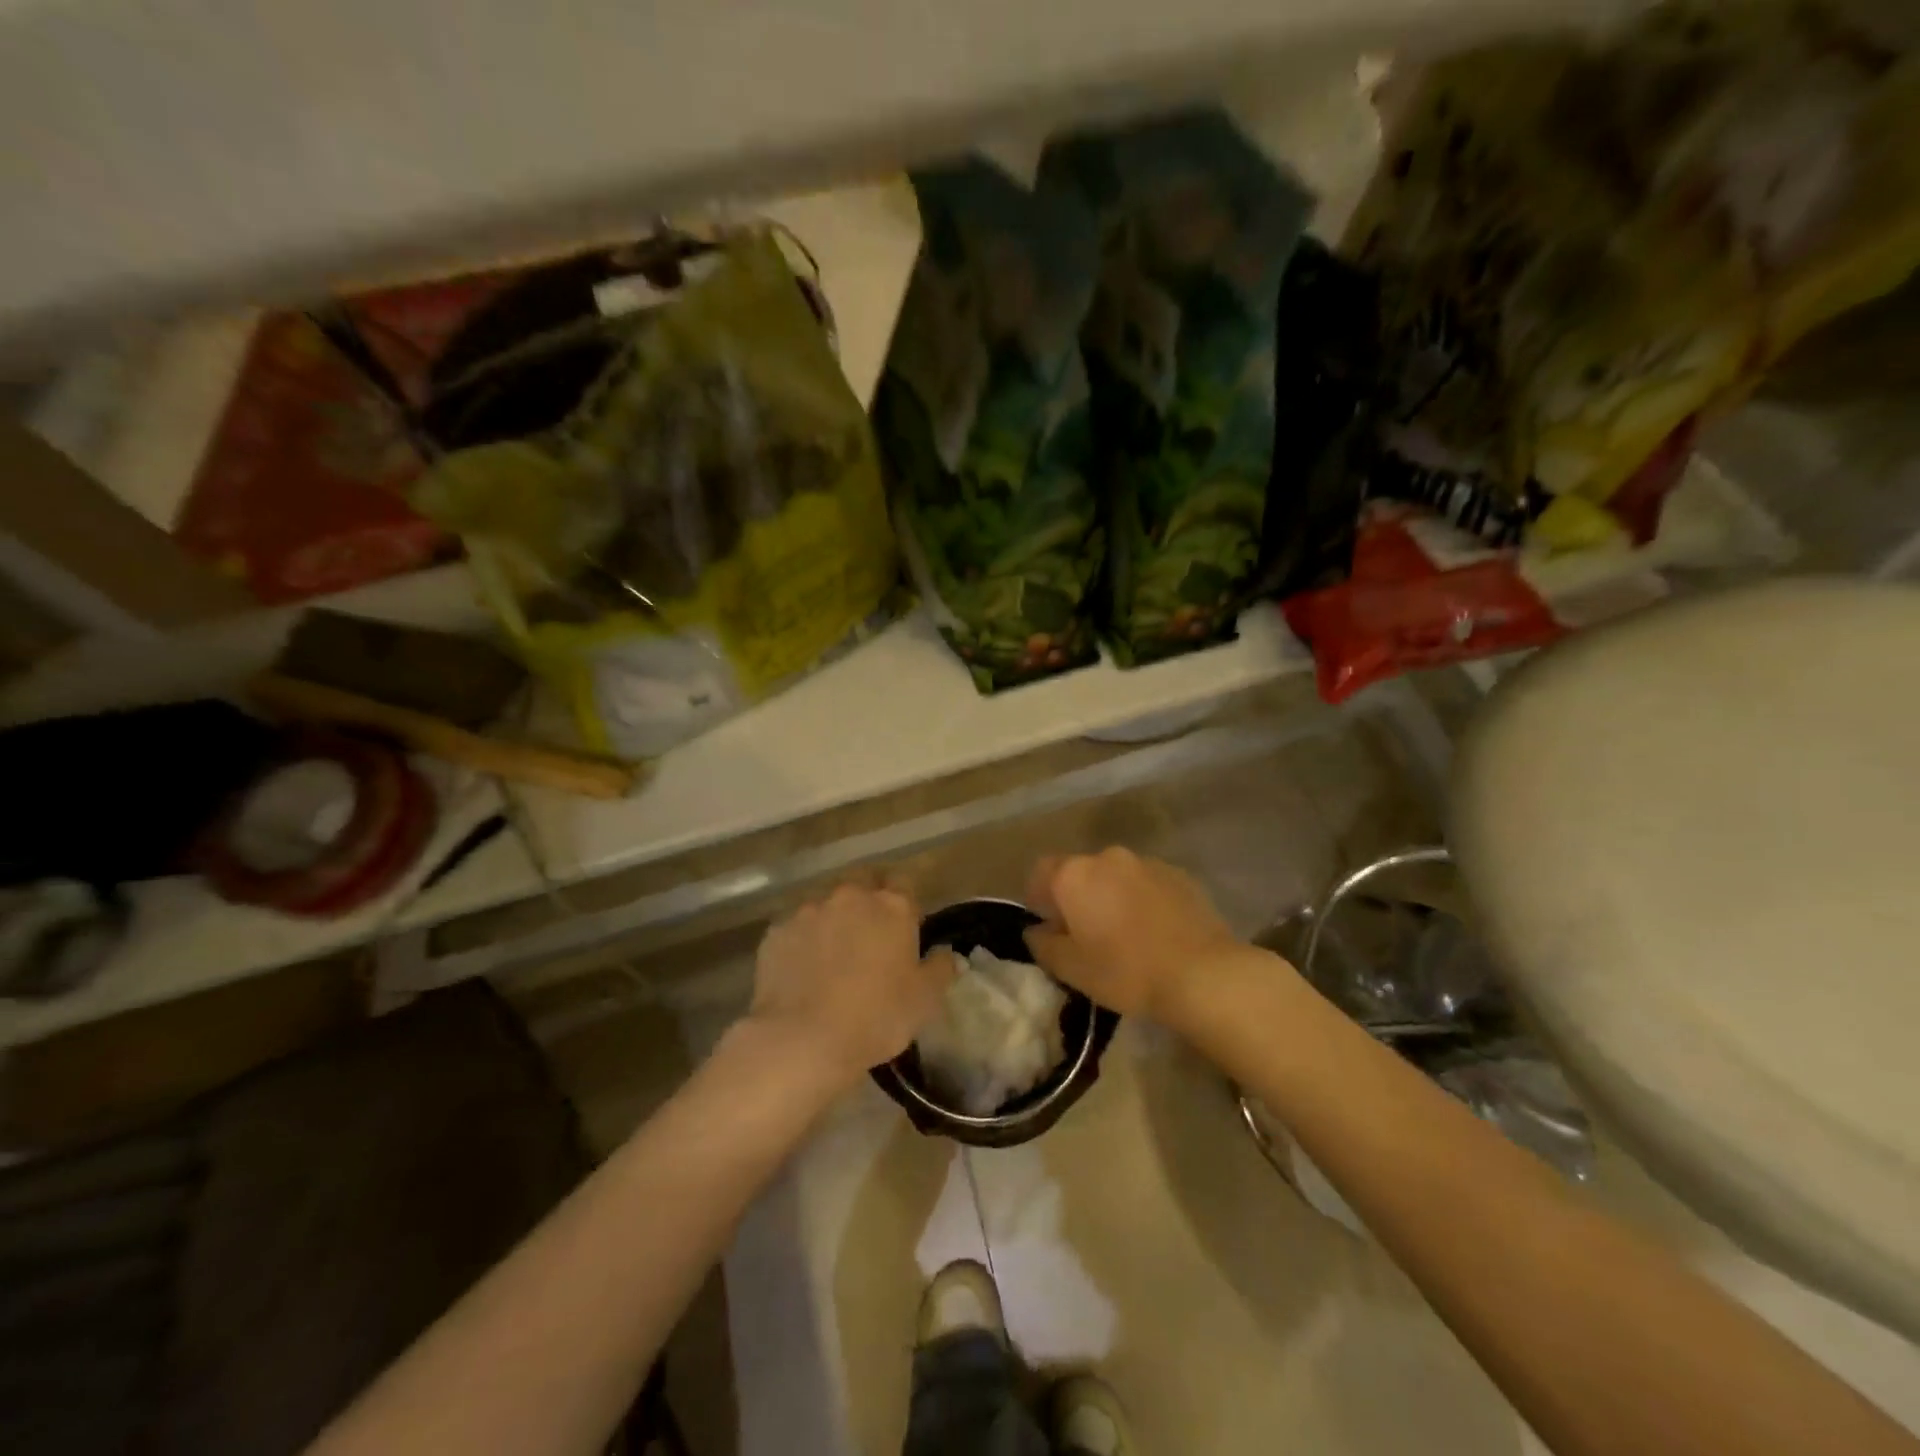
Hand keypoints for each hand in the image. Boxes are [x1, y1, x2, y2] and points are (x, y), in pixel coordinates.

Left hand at [749, 881, 951, 1084]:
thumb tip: (947, 954)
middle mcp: (850, 897)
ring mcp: (809, 911)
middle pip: (862, 887)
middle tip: (869, 941)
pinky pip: (796, 930)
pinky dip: (802, 943)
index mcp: (891, 906)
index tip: (904, 928)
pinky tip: (802, 973)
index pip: (904, 884)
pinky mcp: (777, 932)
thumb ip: (940, 969)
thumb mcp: (924, 1000)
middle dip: (866, 906)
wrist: (803, 1039)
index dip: (904, 904)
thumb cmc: (877, 1017)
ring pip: (826, 907)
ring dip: (833, 923)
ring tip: (831, 960)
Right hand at [1024, 847, 1241, 1024]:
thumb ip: (1043, 945)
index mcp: (1075, 875)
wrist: (1203, 974)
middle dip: (1077, 897)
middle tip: (1085, 935)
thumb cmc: (1126, 971)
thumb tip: (1035, 930)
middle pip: (1080, 872)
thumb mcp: (1072, 970)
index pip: (1041, 871)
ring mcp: (1147, 862)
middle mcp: (1108, 857)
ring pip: (1115, 876)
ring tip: (1125, 934)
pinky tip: (1155, 932)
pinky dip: (1142, 900)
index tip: (1047, 926)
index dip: (1038, 897)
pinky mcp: (1179, 874)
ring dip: (1111, 897)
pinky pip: (1147, 883)